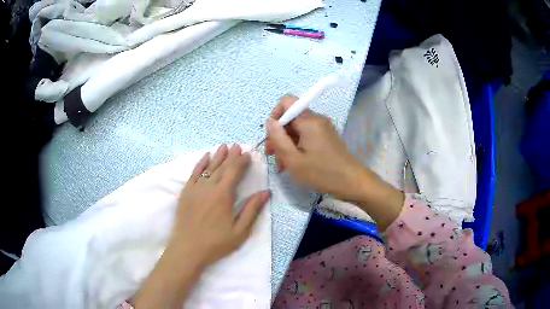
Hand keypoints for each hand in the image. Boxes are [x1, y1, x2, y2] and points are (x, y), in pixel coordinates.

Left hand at [171, 144, 269, 265]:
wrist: (187, 249)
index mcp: (223, 196)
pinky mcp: (186, 192)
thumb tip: (265, 193)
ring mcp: (195, 188)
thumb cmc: (216, 243)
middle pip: (222, 167)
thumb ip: (251, 210)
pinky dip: (200, 164)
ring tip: (224, 146)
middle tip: (237, 146)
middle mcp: (209, 187)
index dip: (241, 162)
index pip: (234, 173)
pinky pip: (194, 173)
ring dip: (217, 156)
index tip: (247, 154)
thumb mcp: (239, 231)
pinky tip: (205, 157)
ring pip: (208, 168)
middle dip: (231, 156)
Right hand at [265, 96, 366, 200]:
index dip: (275, 115)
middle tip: (271, 155)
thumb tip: (269, 122)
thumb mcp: (293, 159)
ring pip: (297, 129)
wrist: (351, 182)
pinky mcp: (326, 138)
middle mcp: (316, 120)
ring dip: (286, 144)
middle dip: (279, 134)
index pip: (287, 102)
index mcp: (309, 120)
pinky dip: (297, 147)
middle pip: (291, 117)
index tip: (271, 136)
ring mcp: (323, 129)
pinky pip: (306, 137)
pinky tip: (293, 164)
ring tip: (281, 165)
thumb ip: (278, 138)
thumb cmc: (321, 172)